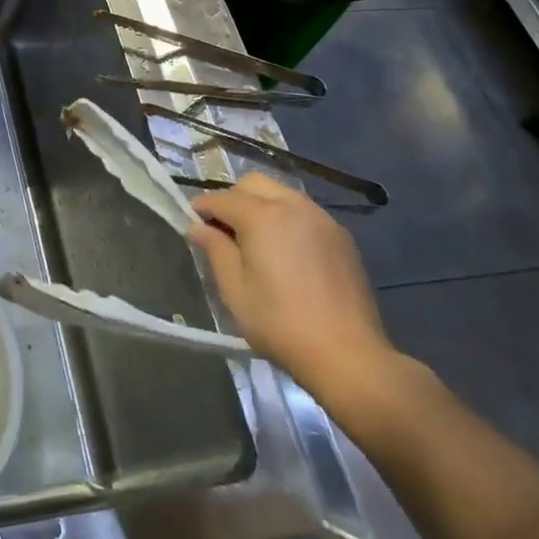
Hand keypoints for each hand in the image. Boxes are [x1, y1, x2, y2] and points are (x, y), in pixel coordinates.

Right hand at [189, 172, 401, 402]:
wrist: (347, 354)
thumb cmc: (279, 322)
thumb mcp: (234, 289)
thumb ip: (214, 249)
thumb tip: (198, 228)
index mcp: (262, 216)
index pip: (221, 198)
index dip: (200, 208)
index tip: (191, 225)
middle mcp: (293, 206)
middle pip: (253, 183)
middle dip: (232, 199)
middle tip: (224, 232)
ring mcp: (322, 219)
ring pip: (281, 193)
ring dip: (261, 206)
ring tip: (255, 241)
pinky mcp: (341, 237)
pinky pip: (304, 212)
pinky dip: (286, 219)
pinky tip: (286, 252)